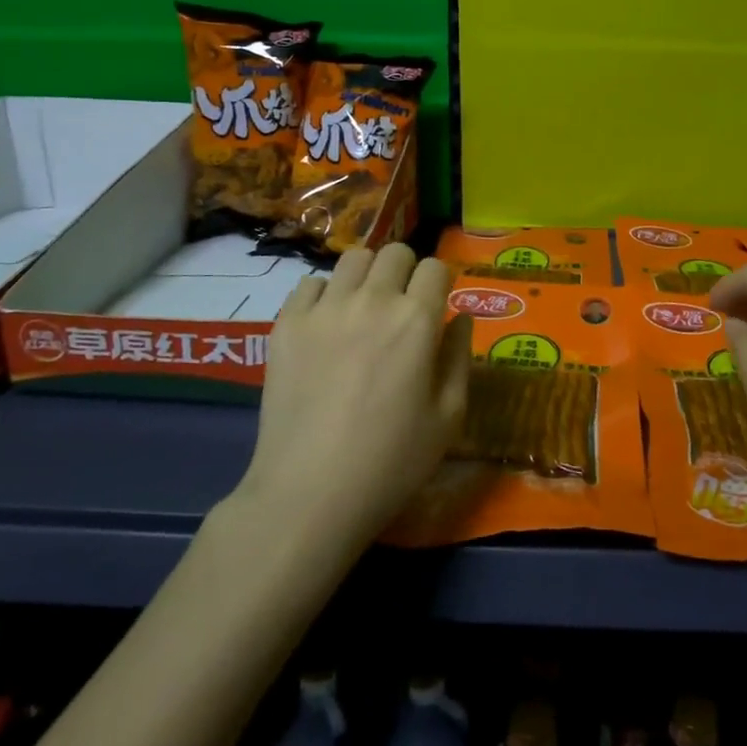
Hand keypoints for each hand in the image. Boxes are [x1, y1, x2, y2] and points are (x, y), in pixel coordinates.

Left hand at [238, 245, 469, 553]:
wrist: (308, 494)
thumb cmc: (390, 463)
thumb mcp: (448, 417)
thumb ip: (459, 357)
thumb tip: (460, 318)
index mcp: (416, 319)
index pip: (436, 266)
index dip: (440, 282)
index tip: (436, 304)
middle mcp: (372, 300)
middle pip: (395, 252)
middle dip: (406, 272)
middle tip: (401, 307)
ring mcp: (324, 308)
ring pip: (352, 258)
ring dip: (366, 276)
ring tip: (363, 310)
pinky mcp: (286, 323)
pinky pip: (310, 284)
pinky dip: (324, 295)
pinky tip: (326, 327)